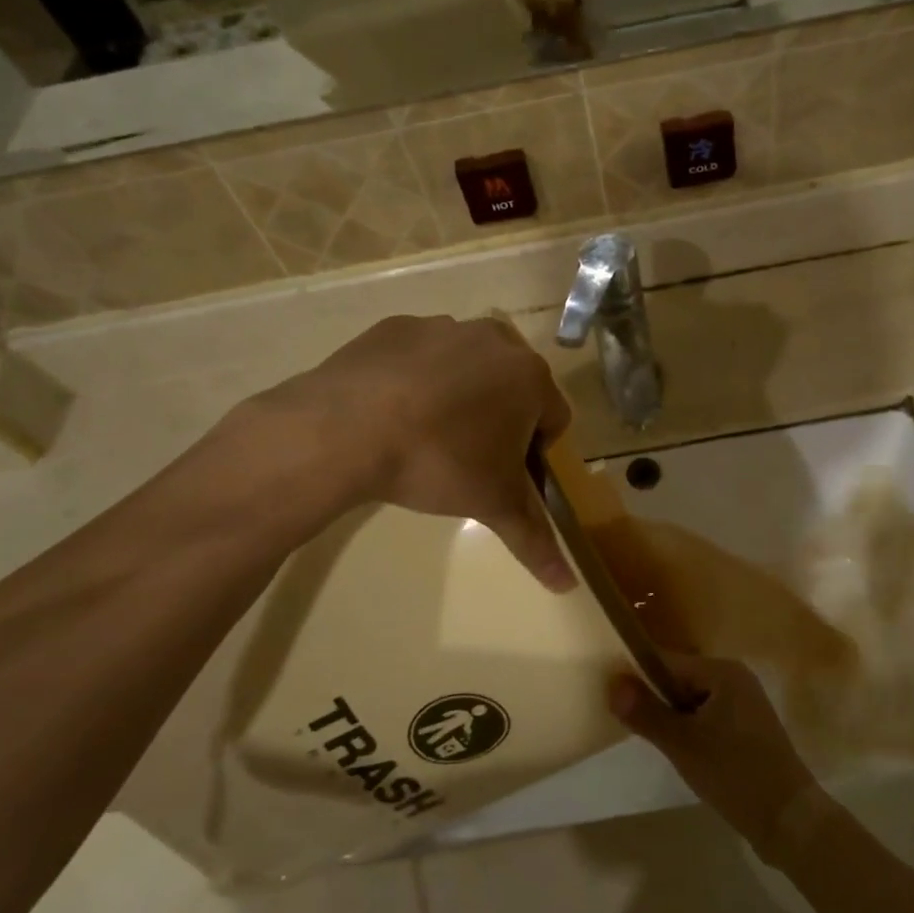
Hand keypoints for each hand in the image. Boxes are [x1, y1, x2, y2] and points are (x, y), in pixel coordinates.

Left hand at [243, 316, 575, 590]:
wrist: (346, 428)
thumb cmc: (438, 462)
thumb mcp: (492, 504)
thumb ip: (535, 541)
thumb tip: (568, 586)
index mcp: (530, 377)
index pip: (554, 420)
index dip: (534, 453)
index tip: (503, 474)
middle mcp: (495, 340)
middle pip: (512, 387)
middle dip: (499, 418)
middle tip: (466, 456)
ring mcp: (443, 327)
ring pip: (468, 366)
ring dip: (460, 394)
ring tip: (425, 434)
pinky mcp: (396, 326)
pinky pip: (422, 355)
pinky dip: (417, 378)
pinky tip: (392, 410)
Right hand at [609, 651, 820, 857]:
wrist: (789, 821)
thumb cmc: (734, 773)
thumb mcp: (682, 744)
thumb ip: (645, 712)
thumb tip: (612, 681)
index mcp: (723, 671)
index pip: (668, 662)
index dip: (639, 677)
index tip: (614, 697)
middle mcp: (736, 678)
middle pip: (680, 680)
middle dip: (657, 700)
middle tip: (633, 726)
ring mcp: (745, 704)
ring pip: (693, 701)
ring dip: (673, 718)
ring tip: (656, 742)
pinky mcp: (748, 729)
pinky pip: (708, 717)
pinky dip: (691, 730)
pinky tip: (682, 753)